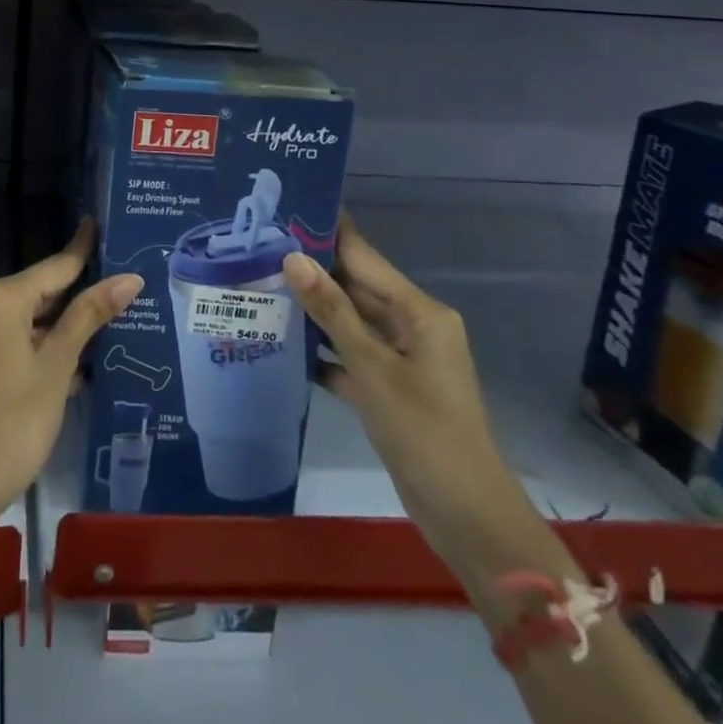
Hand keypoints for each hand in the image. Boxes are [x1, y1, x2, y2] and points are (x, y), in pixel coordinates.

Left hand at [0, 219, 140, 517]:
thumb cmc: (17, 419)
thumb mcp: (58, 365)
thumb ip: (89, 316)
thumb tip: (128, 278)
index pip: (52, 268)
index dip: (80, 250)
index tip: (97, 224)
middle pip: (34, 292)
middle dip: (72, 294)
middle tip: (113, 286)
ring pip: (20, 319)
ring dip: (54, 326)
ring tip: (98, 326)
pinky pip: (5, 339)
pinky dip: (32, 345)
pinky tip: (64, 362)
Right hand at [283, 216, 534, 575]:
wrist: (465, 515)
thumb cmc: (423, 431)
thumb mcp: (372, 368)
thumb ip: (332, 312)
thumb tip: (293, 258)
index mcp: (420, 312)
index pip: (365, 257)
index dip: (327, 232)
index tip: (286, 208)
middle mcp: (412, 326)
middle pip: (355, 287)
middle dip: (311, 269)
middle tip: (257, 246)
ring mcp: (401, 358)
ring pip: (349, 321)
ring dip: (312, 309)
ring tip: (260, 284)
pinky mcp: (389, 387)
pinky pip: (349, 354)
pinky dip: (321, 350)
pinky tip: (282, 342)